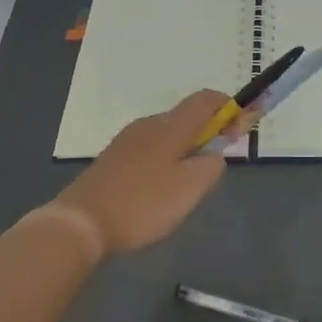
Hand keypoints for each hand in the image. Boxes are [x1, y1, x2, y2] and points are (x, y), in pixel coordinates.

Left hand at [54, 91, 245, 256]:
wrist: (81, 223)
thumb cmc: (143, 203)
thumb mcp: (191, 188)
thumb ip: (212, 165)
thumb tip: (214, 154)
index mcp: (170, 126)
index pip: (205, 99)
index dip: (227, 107)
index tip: (240, 128)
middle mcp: (148, 124)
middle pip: (186, 117)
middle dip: (207, 133)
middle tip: (215, 164)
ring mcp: (127, 140)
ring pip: (167, 135)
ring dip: (185, 149)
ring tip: (187, 184)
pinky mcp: (112, 159)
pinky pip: (149, 150)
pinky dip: (165, 160)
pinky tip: (159, 190)